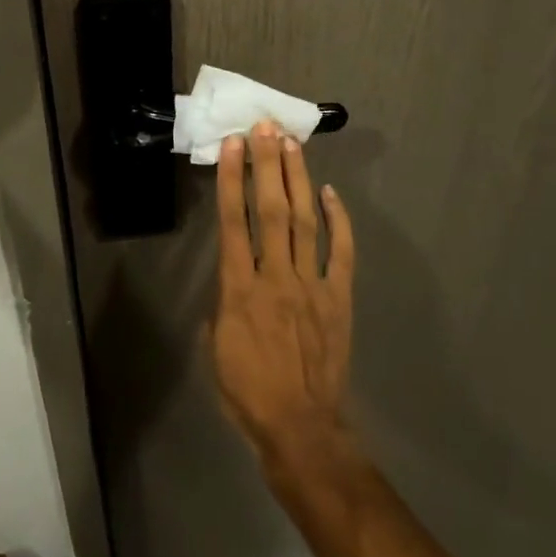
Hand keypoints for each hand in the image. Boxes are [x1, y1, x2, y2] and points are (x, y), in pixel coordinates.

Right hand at [212, 121, 356, 474]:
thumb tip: (230, 280)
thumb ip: (220, 305)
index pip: (233, 222)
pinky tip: (329, 192)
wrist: (302, 428)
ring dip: (296, 179)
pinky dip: (337, 220)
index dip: (231, 180)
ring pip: (304, 221)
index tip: (231, 146)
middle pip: (270, 209)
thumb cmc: (247, 392)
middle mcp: (276, 276)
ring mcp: (312, 284)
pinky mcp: (339, 297)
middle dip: (266, 164)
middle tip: (264, 127)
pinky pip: (340, 251)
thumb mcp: (214, 348)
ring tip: (290, 144)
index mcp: (239, 289)